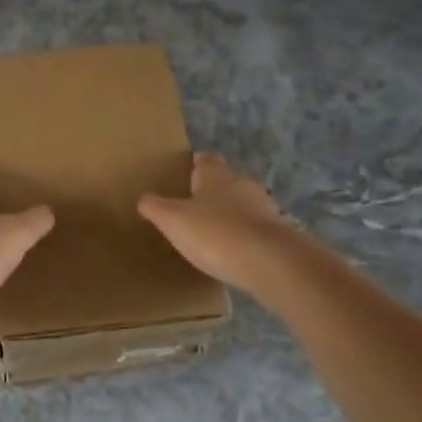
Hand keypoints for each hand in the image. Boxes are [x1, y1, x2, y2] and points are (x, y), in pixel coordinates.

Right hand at [139, 152, 298, 292]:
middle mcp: (242, 184)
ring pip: (242, 204)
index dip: (196, 163)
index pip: (206, 159)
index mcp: (215, 175)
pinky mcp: (278, 232)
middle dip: (212, 190)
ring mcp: (264, 207)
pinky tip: (233, 250)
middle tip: (193, 204)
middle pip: (226, 180)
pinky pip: (254, 228)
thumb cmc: (215, 233)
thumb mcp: (172, 220)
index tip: (186, 169)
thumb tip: (144, 198)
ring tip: (212, 230)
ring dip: (229, 213)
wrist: (270, 262)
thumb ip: (155, 207)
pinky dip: (243, 234)